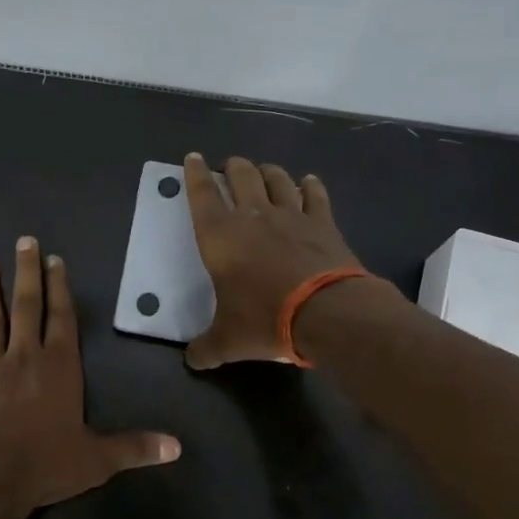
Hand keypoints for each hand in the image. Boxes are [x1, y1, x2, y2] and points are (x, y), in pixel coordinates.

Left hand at [0, 237, 180, 511]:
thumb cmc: (44, 465)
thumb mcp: (96, 460)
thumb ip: (135, 448)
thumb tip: (178, 447)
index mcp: (59, 367)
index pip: (62, 318)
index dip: (60, 288)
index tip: (54, 260)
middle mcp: (25, 357)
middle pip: (27, 306)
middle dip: (27, 272)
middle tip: (23, 241)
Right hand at [182, 153, 366, 368]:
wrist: (326, 313)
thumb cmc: (265, 319)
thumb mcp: (228, 340)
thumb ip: (206, 347)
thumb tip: (192, 360)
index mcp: (220, 236)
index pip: (201, 194)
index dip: (194, 174)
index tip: (192, 158)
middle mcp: (252, 216)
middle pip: (240, 175)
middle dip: (232, 167)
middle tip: (229, 168)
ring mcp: (291, 215)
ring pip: (276, 179)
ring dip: (267, 172)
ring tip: (263, 172)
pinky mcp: (323, 223)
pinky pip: (315, 195)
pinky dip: (310, 186)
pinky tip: (308, 182)